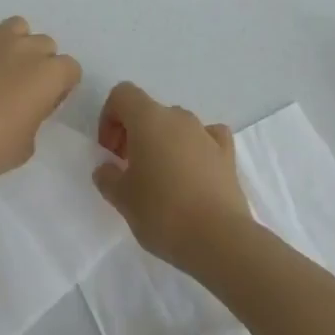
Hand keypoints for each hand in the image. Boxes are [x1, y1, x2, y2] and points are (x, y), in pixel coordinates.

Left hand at [0, 13, 82, 181]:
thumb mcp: (26, 147)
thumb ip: (34, 120)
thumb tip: (25, 109)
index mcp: (47, 76)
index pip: (70, 68)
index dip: (60, 86)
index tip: (45, 103)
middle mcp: (25, 48)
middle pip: (45, 43)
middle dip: (39, 62)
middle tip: (21, 88)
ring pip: (17, 25)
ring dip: (14, 42)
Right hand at [92, 82, 251, 270]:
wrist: (220, 240)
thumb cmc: (163, 213)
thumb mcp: (123, 200)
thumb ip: (108, 178)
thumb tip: (107, 169)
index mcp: (148, 118)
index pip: (122, 95)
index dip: (109, 118)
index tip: (110, 152)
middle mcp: (177, 117)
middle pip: (148, 111)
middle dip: (134, 134)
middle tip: (129, 170)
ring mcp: (205, 133)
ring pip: (177, 126)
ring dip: (163, 142)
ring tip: (161, 180)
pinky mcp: (228, 155)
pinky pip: (208, 138)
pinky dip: (197, 148)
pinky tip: (195, 171)